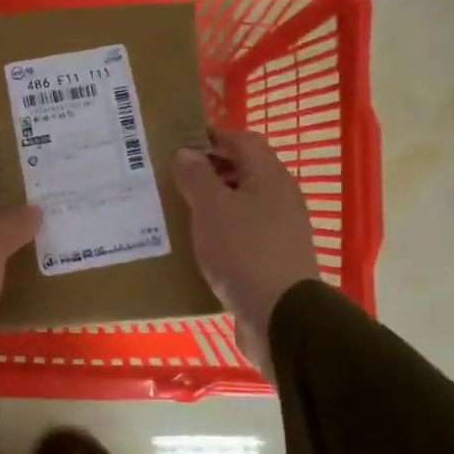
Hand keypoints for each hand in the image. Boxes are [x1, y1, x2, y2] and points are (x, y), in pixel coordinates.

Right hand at [173, 128, 320, 378]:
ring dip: (212, 203)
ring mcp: (280, 230)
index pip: (242, 140)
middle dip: (208, 171)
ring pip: (241, 204)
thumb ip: (196, 176)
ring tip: (177, 210)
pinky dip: (221, 231)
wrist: (281, 317)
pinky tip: (197, 244)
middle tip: (171, 177)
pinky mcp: (273, 259)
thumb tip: (186, 152)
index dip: (212, 136)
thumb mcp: (211, 208)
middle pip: (242, 171)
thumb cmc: (244, 252)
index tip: (179, 143)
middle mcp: (280, 197)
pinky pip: (243, 233)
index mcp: (269, 176)